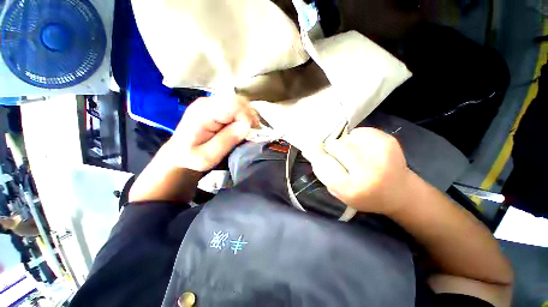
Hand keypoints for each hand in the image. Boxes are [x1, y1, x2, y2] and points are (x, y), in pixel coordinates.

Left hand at [166, 95, 258, 171]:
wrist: (179, 154)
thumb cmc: (191, 158)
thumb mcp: (208, 156)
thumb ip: (226, 141)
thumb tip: (246, 126)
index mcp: (203, 113)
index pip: (234, 105)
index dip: (246, 118)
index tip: (249, 134)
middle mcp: (208, 102)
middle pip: (239, 101)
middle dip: (250, 118)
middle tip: (250, 134)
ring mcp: (212, 102)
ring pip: (241, 103)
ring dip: (248, 117)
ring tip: (247, 132)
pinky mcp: (217, 106)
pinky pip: (238, 107)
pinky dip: (244, 117)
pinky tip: (241, 128)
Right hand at [303, 128, 411, 215]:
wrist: (400, 192)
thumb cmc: (364, 196)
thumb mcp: (339, 192)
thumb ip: (324, 172)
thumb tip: (310, 149)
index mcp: (352, 188)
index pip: (322, 163)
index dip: (316, 155)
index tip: (311, 150)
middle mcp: (367, 170)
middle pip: (335, 146)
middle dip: (331, 149)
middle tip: (337, 156)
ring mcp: (380, 153)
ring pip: (346, 138)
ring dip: (344, 145)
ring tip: (353, 154)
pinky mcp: (388, 141)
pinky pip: (359, 132)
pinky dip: (356, 139)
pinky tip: (363, 149)